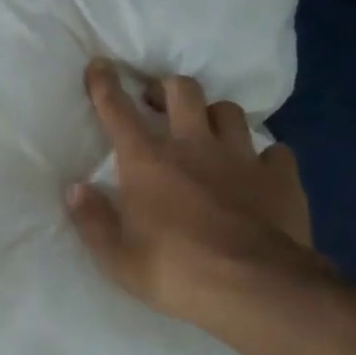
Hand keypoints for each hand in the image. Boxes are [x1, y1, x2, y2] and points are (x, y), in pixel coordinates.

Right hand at [67, 59, 334, 345]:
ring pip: (229, 111)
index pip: (118, 110)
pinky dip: (265, 156)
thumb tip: (74, 188)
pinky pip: (275, 151)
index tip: (100, 65)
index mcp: (148, 161)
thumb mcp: (117, 257)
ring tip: (207, 131)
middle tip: (156, 102)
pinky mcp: (280, 178)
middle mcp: (194, 146)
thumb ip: (92, 219)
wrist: (256, 290)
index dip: (105, 84)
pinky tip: (260, 170)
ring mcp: (241, 158)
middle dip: (166, 87)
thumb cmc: (176, 272)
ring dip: (214, 115)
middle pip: (182, 90)